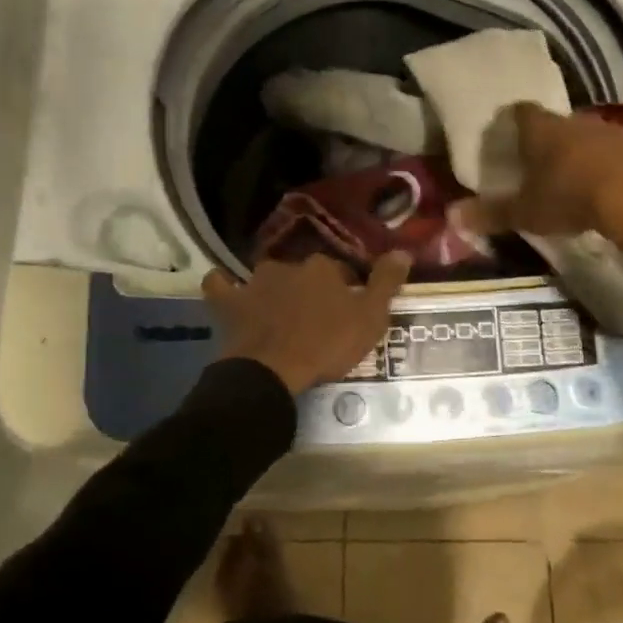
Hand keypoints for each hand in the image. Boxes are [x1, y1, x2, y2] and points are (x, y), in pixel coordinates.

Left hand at [204, 252, 410, 394]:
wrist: (273, 370)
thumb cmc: (327, 344)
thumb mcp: (370, 318)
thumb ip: (386, 283)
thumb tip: (402, 251)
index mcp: (322, 268)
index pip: (340, 271)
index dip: (345, 290)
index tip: (348, 311)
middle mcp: (288, 265)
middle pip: (303, 273)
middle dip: (309, 289)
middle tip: (316, 316)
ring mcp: (254, 282)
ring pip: (267, 277)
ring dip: (274, 289)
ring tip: (279, 312)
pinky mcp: (229, 303)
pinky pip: (220, 285)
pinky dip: (224, 285)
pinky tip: (227, 290)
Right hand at [455, 103, 622, 297]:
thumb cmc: (570, 199)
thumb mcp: (525, 213)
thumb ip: (490, 213)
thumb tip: (452, 216)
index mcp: (543, 129)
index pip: (521, 111)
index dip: (512, 122)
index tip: (507, 137)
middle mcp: (576, 121)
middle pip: (556, 124)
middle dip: (547, 141)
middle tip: (537, 165)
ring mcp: (613, 133)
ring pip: (588, 138)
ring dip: (580, 154)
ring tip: (572, 181)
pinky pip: (617, 155)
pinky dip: (609, 169)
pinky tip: (607, 192)